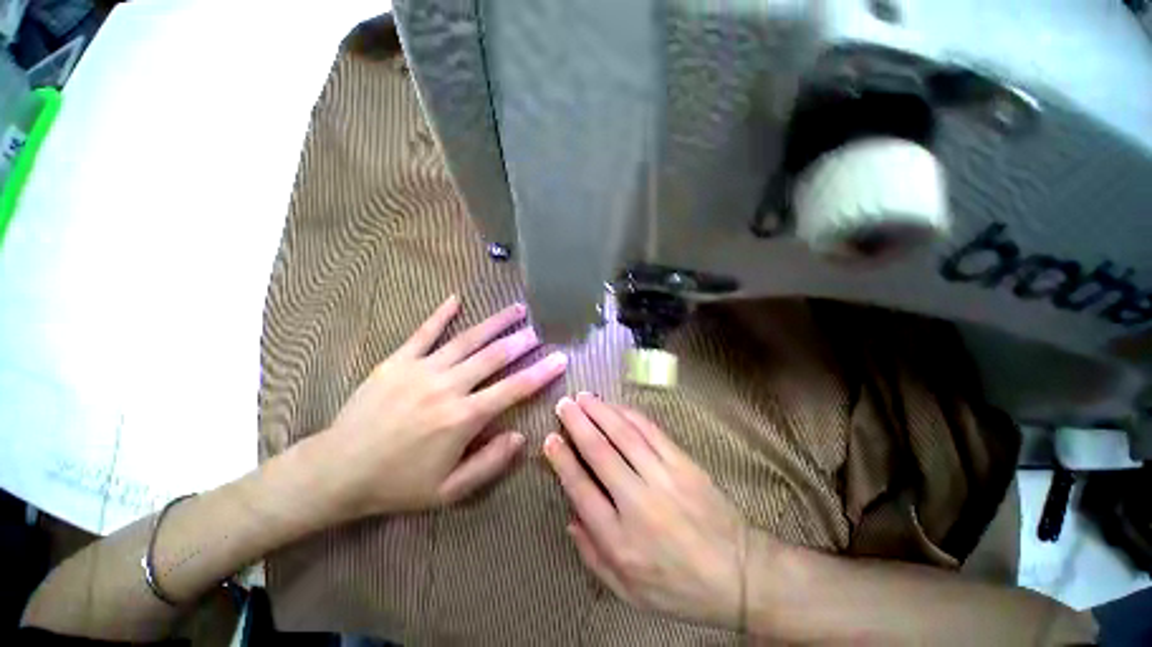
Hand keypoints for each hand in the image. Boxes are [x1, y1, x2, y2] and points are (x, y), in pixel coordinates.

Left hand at [308, 295, 567, 519]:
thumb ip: (490, 463)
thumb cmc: (398, 484)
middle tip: (539, 331)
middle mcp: (448, 386)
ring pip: (468, 339)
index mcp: (463, 417)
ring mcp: (422, 369)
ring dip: (496, 323)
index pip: (514, 388)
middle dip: (521, 342)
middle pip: (494, 356)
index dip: (541, 372)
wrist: (336, 471)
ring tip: (517, 309)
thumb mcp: (449, 491)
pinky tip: (456, 298)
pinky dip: (441, 315)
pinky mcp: (398, 361)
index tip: (561, 358)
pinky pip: (424, 333)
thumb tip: (520, 437)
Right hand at [543, 393, 747, 629]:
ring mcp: (663, 478)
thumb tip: (570, 518)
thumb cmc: (679, 588)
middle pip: (599, 453)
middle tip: (564, 404)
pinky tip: (616, 406)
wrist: (740, 574)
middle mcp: (637, 503)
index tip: (550, 438)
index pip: (581, 489)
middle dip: (577, 424)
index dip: (562, 460)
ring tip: (584, 397)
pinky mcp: (683, 464)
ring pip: (624, 435)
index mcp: (619, 540)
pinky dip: (630, 415)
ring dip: (601, 412)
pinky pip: (651, 431)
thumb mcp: (629, 592)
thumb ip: (593, 556)